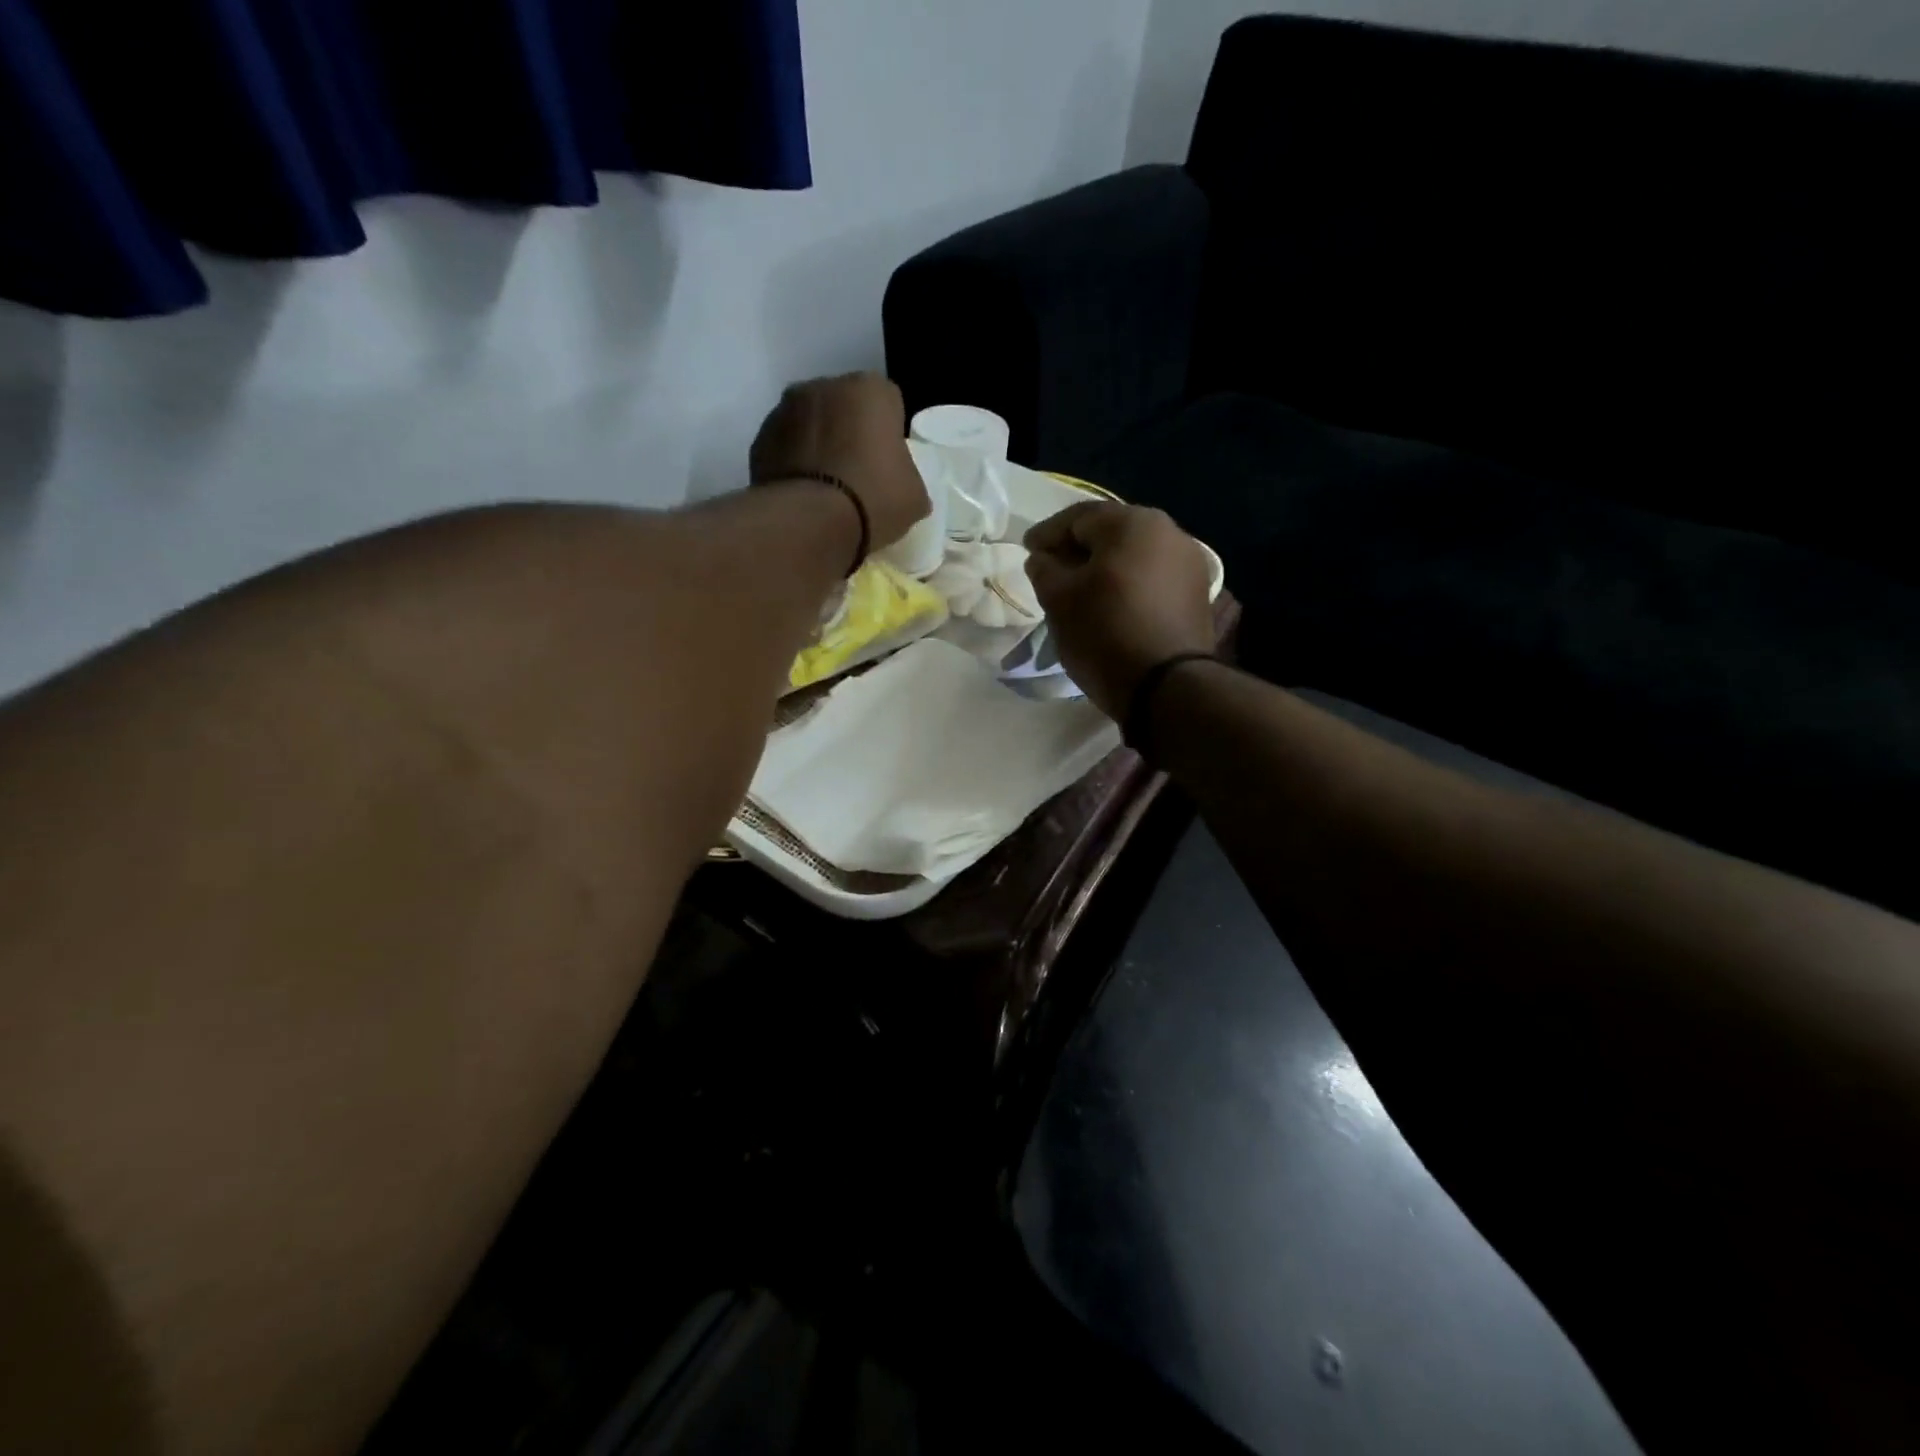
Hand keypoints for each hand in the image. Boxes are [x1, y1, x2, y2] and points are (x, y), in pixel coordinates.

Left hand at [750, 373, 929, 554]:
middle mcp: (825, 386)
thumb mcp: (914, 497)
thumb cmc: (874, 500)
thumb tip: (904, 486)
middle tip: (858, 473)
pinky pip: (785, 446)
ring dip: (818, 444)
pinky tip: (803, 493)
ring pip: (811, 423)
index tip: (889, 462)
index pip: (888, 402)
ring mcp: (785, 409)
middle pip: (844, 406)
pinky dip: (793, 462)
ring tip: (826, 486)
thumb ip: (910, 479)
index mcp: (870, 390)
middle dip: (850, 431)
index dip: (889, 432)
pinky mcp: (760, 438)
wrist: (810, 523)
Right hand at [1024, 503, 1215, 720]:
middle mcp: (1169, 532)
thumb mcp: (1059, 600)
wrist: (1167, 686)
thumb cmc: (1105, 633)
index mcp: (1133, 523)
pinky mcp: (1197, 594)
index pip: (1078, 518)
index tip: (1027, 551)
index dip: (1047, 534)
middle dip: (1078, 549)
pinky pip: (1153, 578)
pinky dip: (1128, 584)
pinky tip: (1112, 604)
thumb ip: (1044, 569)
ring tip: (1081, 590)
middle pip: (1111, 533)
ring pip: (1135, 555)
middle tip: (1052, 569)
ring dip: (1105, 568)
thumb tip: (1043, 558)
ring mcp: (1189, 563)